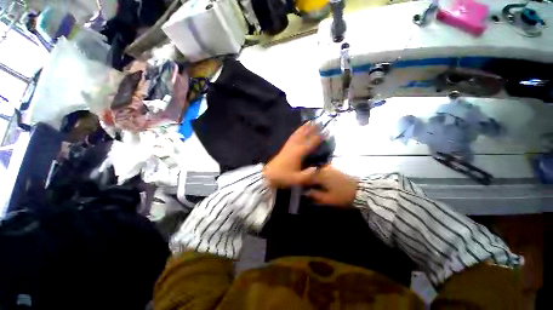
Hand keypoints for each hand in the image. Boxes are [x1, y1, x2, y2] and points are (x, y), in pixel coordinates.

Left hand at [263, 122, 321, 187]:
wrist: (269, 175)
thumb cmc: (284, 177)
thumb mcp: (297, 179)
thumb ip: (308, 174)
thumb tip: (317, 168)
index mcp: (298, 153)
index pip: (311, 143)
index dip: (319, 137)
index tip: (326, 131)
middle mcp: (294, 147)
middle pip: (304, 135)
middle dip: (312, 128)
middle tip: (319, 122)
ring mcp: (289, 146)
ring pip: (297, 134)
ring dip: (304, 128)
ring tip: (309, 122)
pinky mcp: (285, 147)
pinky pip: (292, 137)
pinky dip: (296, 132)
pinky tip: (298, 130)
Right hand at [305, 166, 357, 206]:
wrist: (361, 189)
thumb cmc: (343, 195)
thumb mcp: (328, 199)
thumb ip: (315, 195)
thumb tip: (305, 193)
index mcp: (319, 175)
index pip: (305, 177)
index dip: (301, 183)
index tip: (299, 188)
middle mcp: (322, 168)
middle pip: (309, 172)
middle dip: (305, 178)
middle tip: (303, 186)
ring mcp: (328, 167)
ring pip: (314, 170)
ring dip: (311, 175)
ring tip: (309, 183)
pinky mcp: (333, 168)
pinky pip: (320, 169)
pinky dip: (317, 173)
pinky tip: (317, 179)